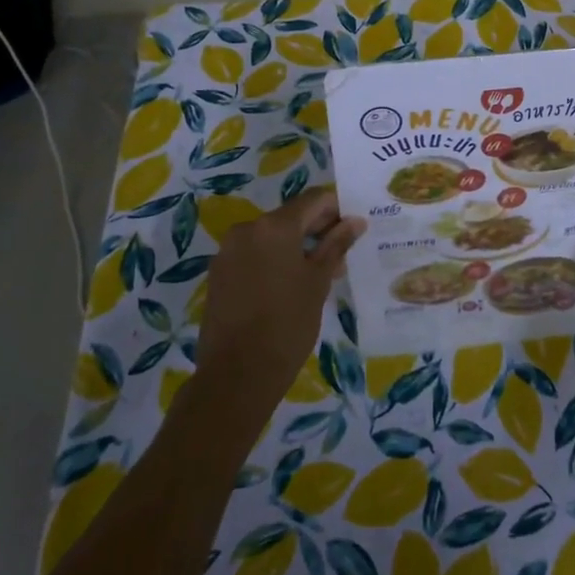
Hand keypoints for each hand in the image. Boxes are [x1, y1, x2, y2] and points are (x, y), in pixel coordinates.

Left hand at [197, 188, 364, 409]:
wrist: (237, 374)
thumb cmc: (287, 323)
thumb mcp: (318, 282)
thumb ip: (336, 245)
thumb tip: (356, 221)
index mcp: (275, 226)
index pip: (314, 200)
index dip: (336, 210)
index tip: (351, 233)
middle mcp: (247, 229)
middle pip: (291, 217)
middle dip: (317, 231)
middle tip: (339, 259)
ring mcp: (228, 251)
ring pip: (271, 237)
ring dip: (296, 248)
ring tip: (316, 278)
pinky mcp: (218, 274)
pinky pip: (253, 255)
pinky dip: (273, 261)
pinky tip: (287, 288)